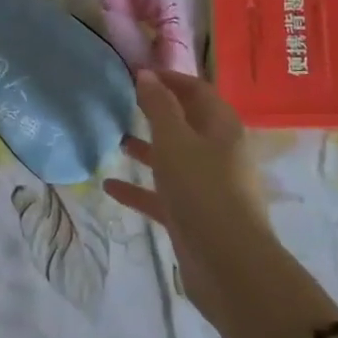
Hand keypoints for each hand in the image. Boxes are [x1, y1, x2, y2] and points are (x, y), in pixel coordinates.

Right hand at [105, 70, 337, 337]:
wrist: (228, 265)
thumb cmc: (203, 191)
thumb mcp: (175, 141)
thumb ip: (159, 107)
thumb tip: (147, 74)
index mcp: (221, 128)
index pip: (197, 91)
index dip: (170, 78)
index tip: (137, 73)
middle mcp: (217, 153)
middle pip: (186, 124)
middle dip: (156, 112)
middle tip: (122, 101)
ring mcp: (205, 187)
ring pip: (173, 159)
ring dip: (146, 149)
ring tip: (114, 138)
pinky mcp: (192, 216)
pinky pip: (161, 195)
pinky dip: (138, 189)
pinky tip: (108, 186)